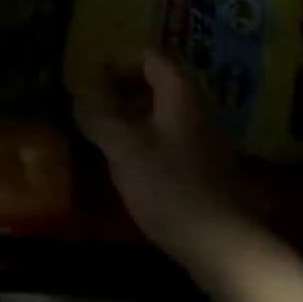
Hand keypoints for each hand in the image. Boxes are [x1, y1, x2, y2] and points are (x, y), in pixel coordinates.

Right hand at [73, 50, 260, 286]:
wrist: (223, 245)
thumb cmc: (169, 185)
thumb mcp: (122, 148)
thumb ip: (98, 116)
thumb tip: (78, 96)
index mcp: (180, 91)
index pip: (149, 56)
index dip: (118, 64)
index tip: (93, 85)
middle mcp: (198, 106)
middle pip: (158, 83)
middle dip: (123, 92)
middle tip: (95, 111)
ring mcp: (206, 137)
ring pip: (164, 113)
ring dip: (134, 118)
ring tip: (107, 141)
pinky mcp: (208, 167)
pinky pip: (173, 138)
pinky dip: (150, 142)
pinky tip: (133, 170)